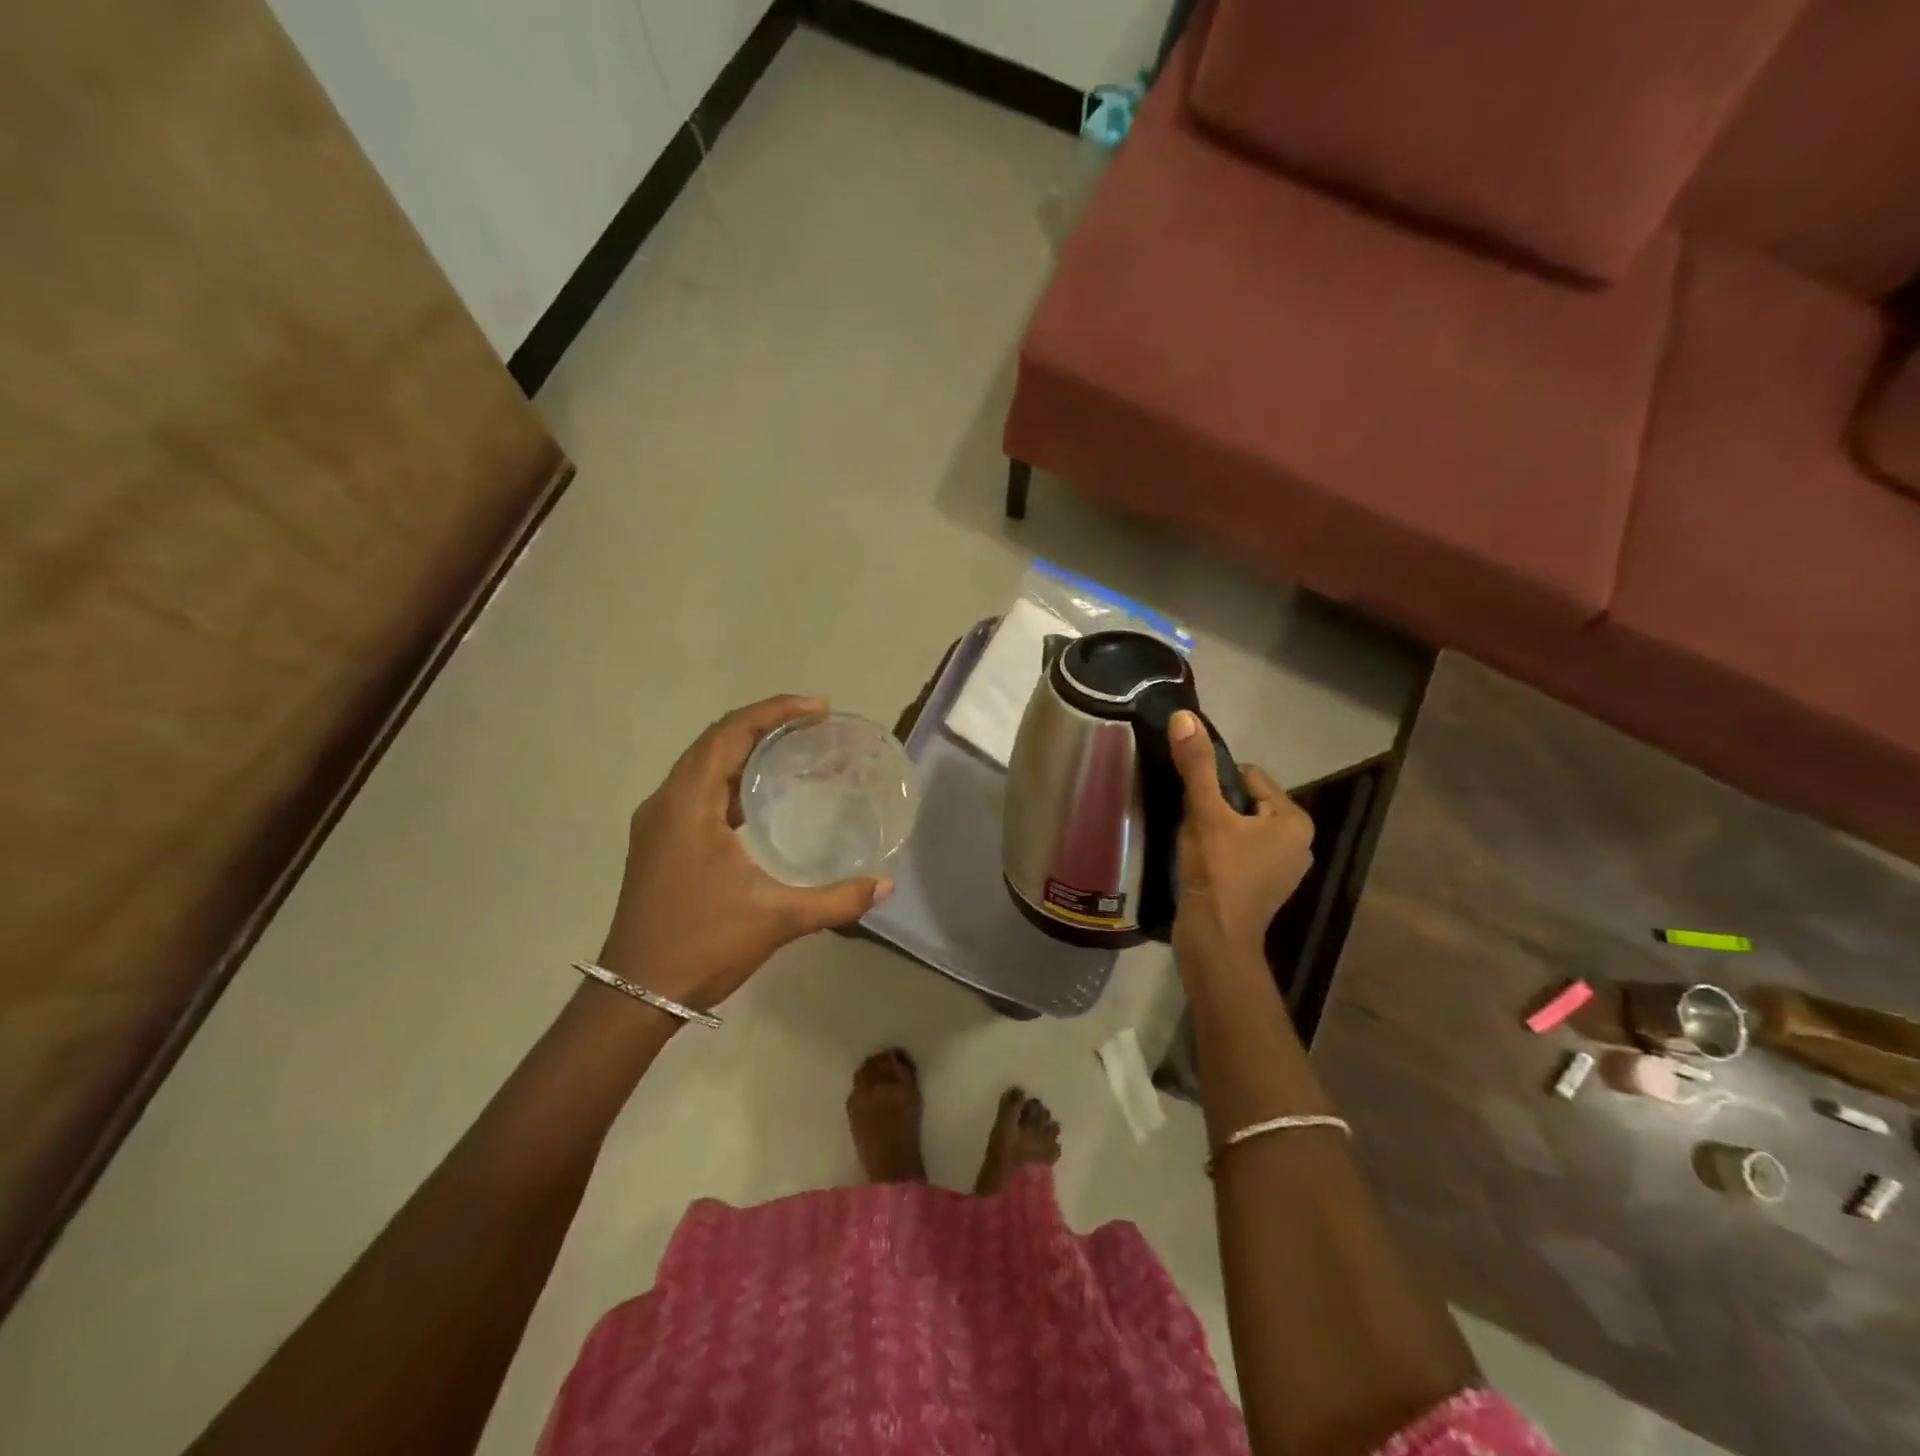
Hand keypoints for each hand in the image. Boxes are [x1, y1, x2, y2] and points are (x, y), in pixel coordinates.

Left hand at [595, 695, 891, 1015]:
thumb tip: (885, 885)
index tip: (818, 709)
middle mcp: (667, 801)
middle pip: (715, 740)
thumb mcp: (777, 919)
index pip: (730, 733)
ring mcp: (658, 822)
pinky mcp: (660, 841)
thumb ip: (836, 899)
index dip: (775, 711)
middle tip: (813, 724)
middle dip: (764, 723)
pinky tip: (762, 797)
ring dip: (745, 748)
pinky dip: (731, 777)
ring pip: (703, 764)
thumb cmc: (702, 946)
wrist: (636, 994)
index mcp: (688, 804)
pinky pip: (698, 789)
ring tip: (793, 749)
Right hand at [1166, 710, 1314, 971]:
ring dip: (1216, 828)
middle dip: (1216, 807)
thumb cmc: (1218, 872)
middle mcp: (1299, 843)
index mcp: (1295, 821)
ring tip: (1194, 844)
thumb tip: (1185, 717)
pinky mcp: (1265, 888)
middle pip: (1245, 803)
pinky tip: (1201, 863)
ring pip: (1241, 828)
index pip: (1249, 777)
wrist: (1215, 940)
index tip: (1194, 802)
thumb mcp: (1205, 813)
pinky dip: (1221, 851)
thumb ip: (1197, 766)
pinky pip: (1241, 851)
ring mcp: (1284, 869)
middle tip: (1192, 824)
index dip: (1215, 783)